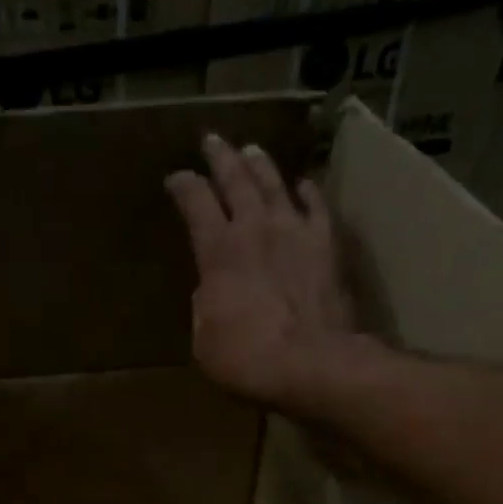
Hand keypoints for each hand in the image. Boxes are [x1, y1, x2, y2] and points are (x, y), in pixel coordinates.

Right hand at [165, 134, 361, 415]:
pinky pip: (316, 207)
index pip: (195, 204)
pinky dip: (308, 191)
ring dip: (260, 165)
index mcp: (218, 252)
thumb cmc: (246, 358)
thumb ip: (205, 305)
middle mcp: (255, 229)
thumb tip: (212, 289)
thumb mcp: (205, 339)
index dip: (184, 187)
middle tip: (212, 141)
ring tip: (251, 150)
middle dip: (221, 159)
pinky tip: (303, 183)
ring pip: (275, 184)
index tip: (176, 178)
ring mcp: (295, 232)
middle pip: (236, 181)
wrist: (310, 362)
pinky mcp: (326, 245)